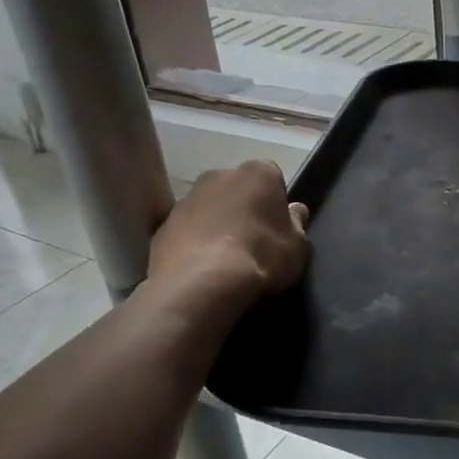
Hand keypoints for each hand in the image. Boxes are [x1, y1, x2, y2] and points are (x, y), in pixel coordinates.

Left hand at [143, 161, 308, 319]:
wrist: (200, 285)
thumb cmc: (260, 257)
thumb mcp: (296, 246)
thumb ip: (297, 224)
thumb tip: (295, 211)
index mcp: (257, 173)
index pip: (272, 177)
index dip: (276, 201)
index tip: (278, 225)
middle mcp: (219, 175)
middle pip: (237, 188)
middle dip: (244, 207)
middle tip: (254, 240)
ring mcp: (186, 198)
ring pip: (209, 207)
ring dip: (217, 223)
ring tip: (226, 258)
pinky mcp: (162, 225)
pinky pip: (187, 230)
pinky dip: (195, 242)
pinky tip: (203, 268)